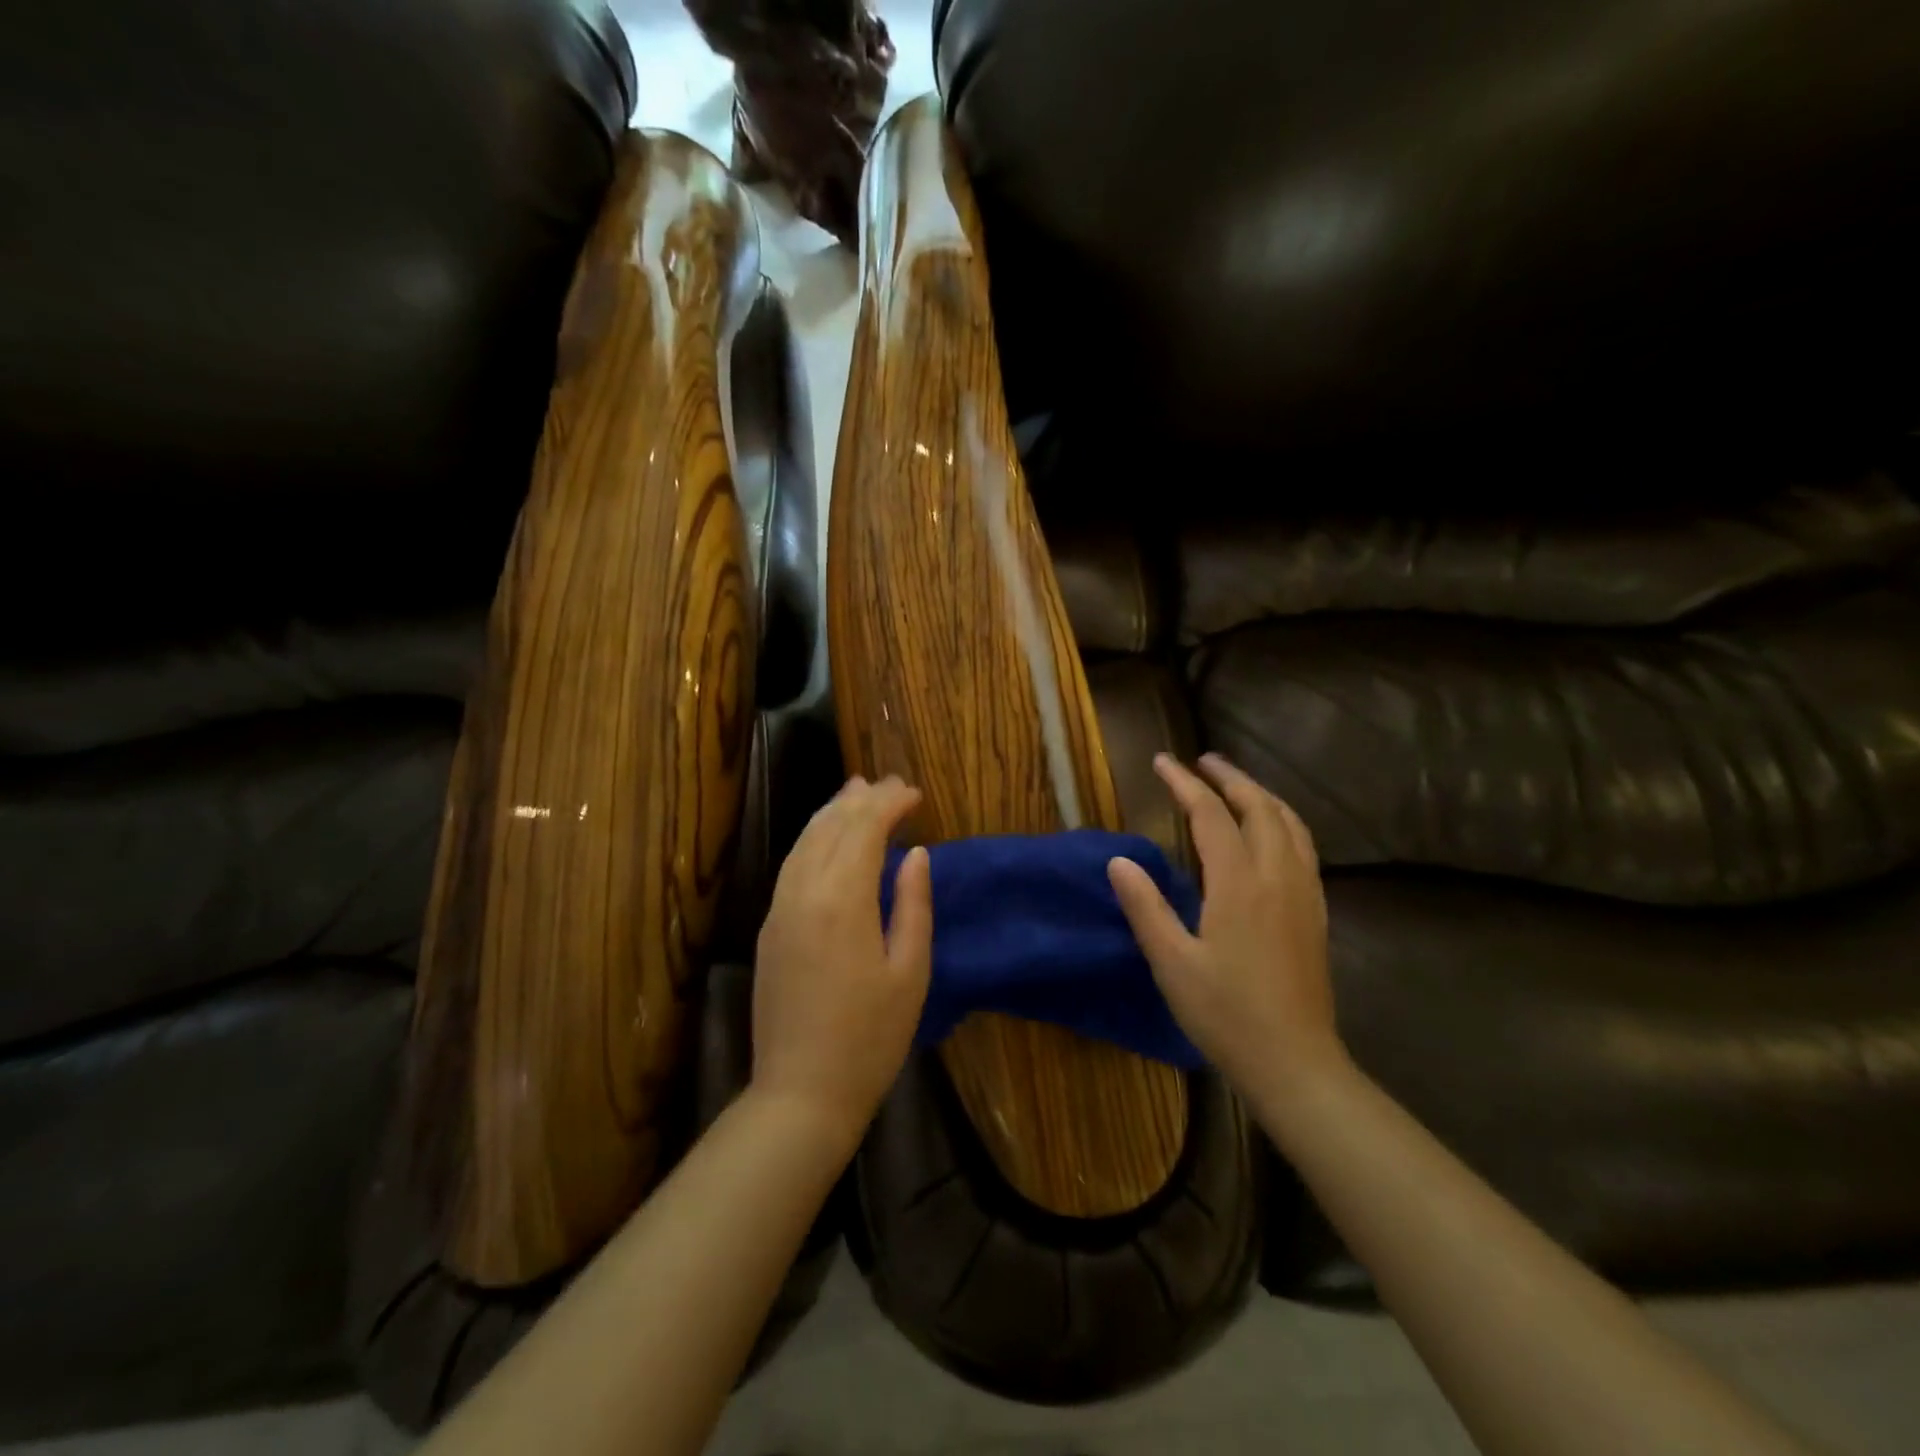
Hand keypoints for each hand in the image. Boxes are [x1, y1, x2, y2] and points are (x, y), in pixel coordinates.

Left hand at [752, 776, 932, 1147]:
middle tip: (891, 783)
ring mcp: (780, 909)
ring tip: (856, 790)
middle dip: (862, 798)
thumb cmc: (870, 1038)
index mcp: (843, 900)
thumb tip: (916, 855)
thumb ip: (913, 905)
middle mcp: (804, 893)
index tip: (914, 793)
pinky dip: (812, 838)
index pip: (864, 829)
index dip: (889, 804)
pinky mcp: (769, 928)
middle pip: (831, 826)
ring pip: (804, 841)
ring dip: (832, 811)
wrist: (801, 1093)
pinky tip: (826, 837)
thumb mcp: (910, 972)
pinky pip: (791, 864)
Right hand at [1107, 753, 1341, 1091]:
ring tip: (1236, 785)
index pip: (1210, 815)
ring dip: (1261, 795)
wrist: (1295, 1063)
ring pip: (1289, 823)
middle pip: (1259, 807)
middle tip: (1202, 761)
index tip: (1163, 761)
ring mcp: (1303, 893)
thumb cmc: (1226, 1014)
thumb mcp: (1171, 963)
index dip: (1184, 784)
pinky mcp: (1315, 912)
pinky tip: (1272, 833)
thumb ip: (1145, 907)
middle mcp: (1277, 876)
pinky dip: (1283, 821)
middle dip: (1230, 777)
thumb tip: (1119, 860)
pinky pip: (1303, 847)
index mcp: (1238, 884)